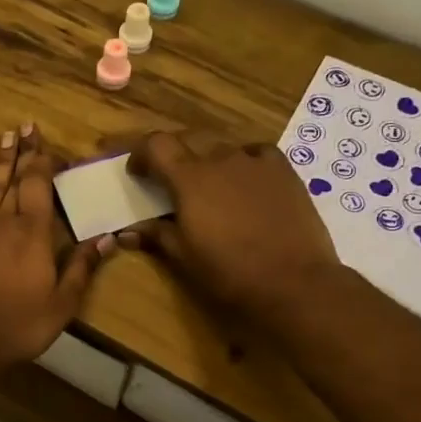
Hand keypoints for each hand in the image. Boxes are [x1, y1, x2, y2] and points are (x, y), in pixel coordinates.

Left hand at [0, 124, 114, 371]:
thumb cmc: (18, 323)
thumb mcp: (62, 303)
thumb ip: (82, 267)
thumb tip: (107, 238)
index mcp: (33, 233)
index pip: (39, 185)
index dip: (42, 160)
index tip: (43, 139)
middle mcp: (3, 221)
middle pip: (13, 179)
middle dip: (20, 152)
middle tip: (22, 126)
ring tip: (4, 139)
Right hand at [120, 131, 338, 323]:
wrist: (294, 282)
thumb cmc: (230, 272)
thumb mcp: (184, 256)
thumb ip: (155, 235)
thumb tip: (127, 233)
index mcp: (189, 179)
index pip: (156, 144)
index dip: (141, 153)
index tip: (137, 173)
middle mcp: (220, 159)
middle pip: (187, 139)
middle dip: (172, 154)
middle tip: (168, 180)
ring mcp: (255, 161)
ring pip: (221, 147)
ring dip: (207, 159)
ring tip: (208, 185)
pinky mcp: (283, 170)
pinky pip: (256, 153)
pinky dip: (242, 161)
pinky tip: (245, 180)